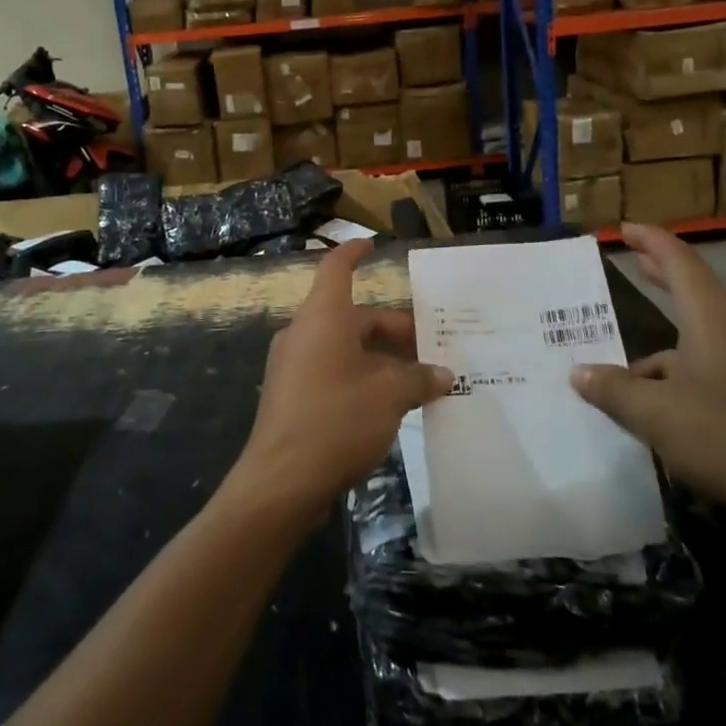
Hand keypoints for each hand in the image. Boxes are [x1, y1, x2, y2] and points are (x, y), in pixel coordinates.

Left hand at [230, 240, 453, 521]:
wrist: (281, 480)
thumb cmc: (336, 420)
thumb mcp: (389, 396)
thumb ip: (418, 379)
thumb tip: (443, 375)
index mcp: (323, 317)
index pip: (336, 268)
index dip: (354, 252)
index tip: (372, 245)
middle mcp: (304, 333)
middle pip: (351, 316)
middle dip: (391, 329)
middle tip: (429, 347)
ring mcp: (293, 365)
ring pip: (344, 347)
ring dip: (379, 358)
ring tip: (417, 380)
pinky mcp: (291, 396)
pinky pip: (332, 371)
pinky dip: (360, 377)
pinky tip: (388, 405)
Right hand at [568, 223, 725, 539]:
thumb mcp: (657, 415)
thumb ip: (614, 390)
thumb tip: (580, 373)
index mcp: (714, 320)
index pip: (679, 262)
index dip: (651, 241)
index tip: (625, 228)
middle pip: (695, 289)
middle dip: (662, 273)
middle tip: (634, 259)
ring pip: (702, 334)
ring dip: (665, 340)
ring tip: (627, 366)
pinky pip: (715, 362)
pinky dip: (683, 368)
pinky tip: (663, 402)